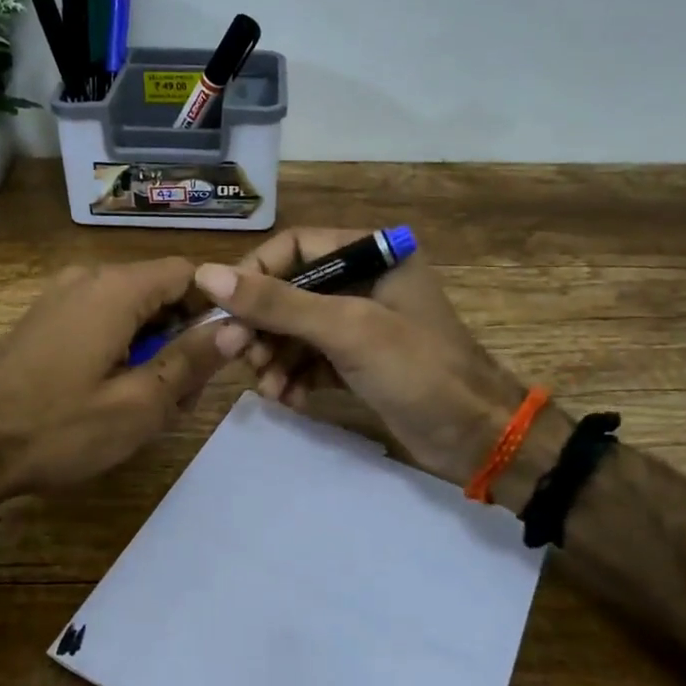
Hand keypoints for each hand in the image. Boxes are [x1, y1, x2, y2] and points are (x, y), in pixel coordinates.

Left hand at [0, 257, 226, 502]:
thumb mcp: (138, 404)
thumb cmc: (58, 428)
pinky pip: (101, 321)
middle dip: (184, 337)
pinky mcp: (44, 320)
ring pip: (132, 311)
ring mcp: (61, 297)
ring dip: (154, 349)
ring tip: (152, 405)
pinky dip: (122, 350)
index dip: (217, 305)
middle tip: (186, 396)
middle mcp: (88, 278)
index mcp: (116, 289)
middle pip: (160, 292)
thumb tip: (237, 327)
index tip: (227, 350)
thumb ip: (191, 360)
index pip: (190, 272)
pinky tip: (116, 396)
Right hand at [193, 229, 555, 485]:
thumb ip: (277, 302)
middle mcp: (363, 280)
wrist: (478, 438)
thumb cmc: (418, 370)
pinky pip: (309, 358)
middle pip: (289, 290)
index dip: (254, 274)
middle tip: (235, 355)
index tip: (225, 311)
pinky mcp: (357, 360)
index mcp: (371, 253)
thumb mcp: (346, 330)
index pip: (293, 247)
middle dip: (261, 324)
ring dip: (273, 355)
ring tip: (267, 386)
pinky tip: (287, 398)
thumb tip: (207, 276)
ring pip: (295, 328)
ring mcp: (360, 322)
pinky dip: (293, 376)